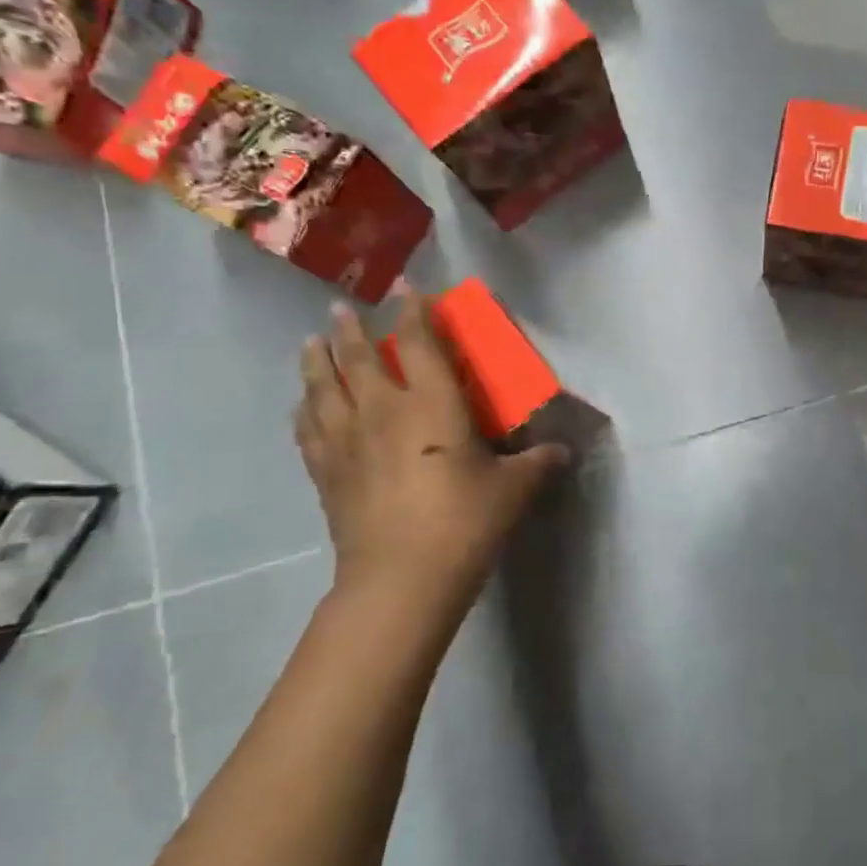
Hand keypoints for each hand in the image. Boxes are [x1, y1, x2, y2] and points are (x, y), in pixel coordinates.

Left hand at [294, 288, 567, 630]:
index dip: (413, 311)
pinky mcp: (327, 474)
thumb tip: (562, 450)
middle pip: (358, 358)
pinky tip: (303, 405)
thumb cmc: (465, 522)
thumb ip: (538, 462)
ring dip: (316, 361)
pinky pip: (309, 429)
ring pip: (323, 388)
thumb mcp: (515, 489)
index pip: (419, 344)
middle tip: (339, 309)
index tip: (406, 287)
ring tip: (310, 343)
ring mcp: (347, 442)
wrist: (402, 578)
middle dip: (350, 330)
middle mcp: (382, 411)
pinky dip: (305, 410)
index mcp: (431, 405)